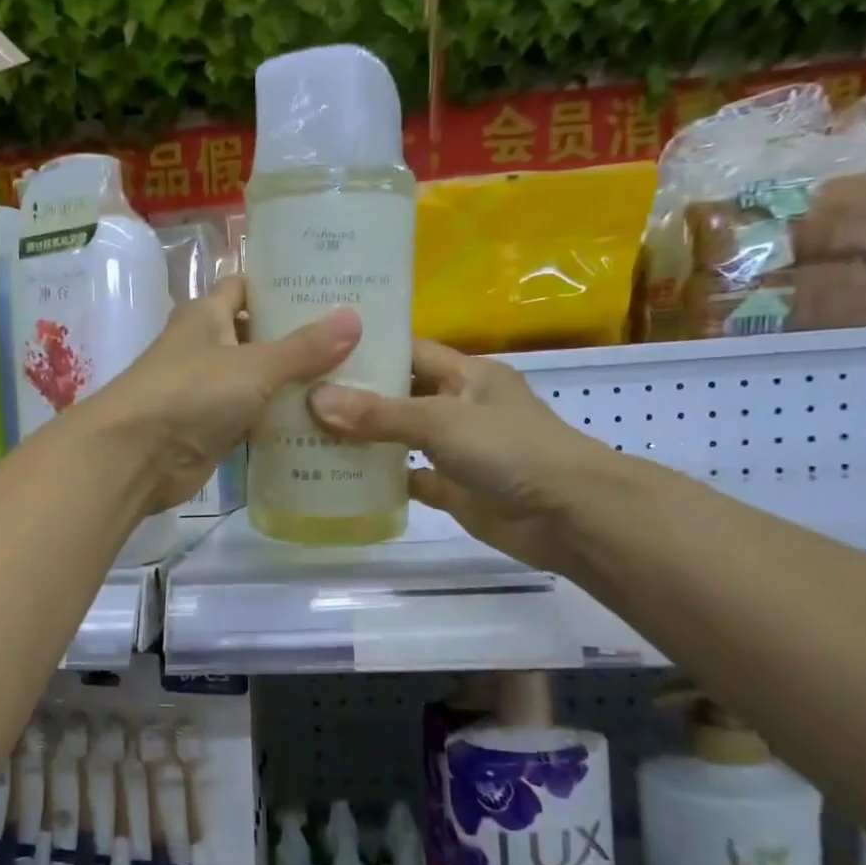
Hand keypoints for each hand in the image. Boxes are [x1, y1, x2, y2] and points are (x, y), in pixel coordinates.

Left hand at [86, 276, 361, 514]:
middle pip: (257, 336)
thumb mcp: (254, 365)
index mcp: (206, 315)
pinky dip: (280, 421)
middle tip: (355, 340)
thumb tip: (354, 319)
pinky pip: (253, 419)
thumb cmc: (190, 393)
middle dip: (298, 339)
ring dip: (294, 384)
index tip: (327, 290)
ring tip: (350, 381)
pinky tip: (322, 423)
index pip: (245, 287)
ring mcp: (207, 392)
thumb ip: (303, 348)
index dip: (280, 286)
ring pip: (258, 382)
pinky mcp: (212, 430)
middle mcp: (205, 348)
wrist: (136, 456)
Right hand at [308, 339, 609, 568]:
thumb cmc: (510, 450)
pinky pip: (409, 478)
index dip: (369, 349)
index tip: (318, 350)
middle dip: (355, 396)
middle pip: (399, 394)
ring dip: (363, 439)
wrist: (567, 515)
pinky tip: (340, 478)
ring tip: (306, 434)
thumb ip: (379, 414)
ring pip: (400, 438)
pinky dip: (381, 479)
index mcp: (466, 374)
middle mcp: (459, 406)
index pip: (410, 351)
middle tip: (299, 395)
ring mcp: (456, 450)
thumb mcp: (441, 421)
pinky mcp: (453, 488)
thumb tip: (315, 401)